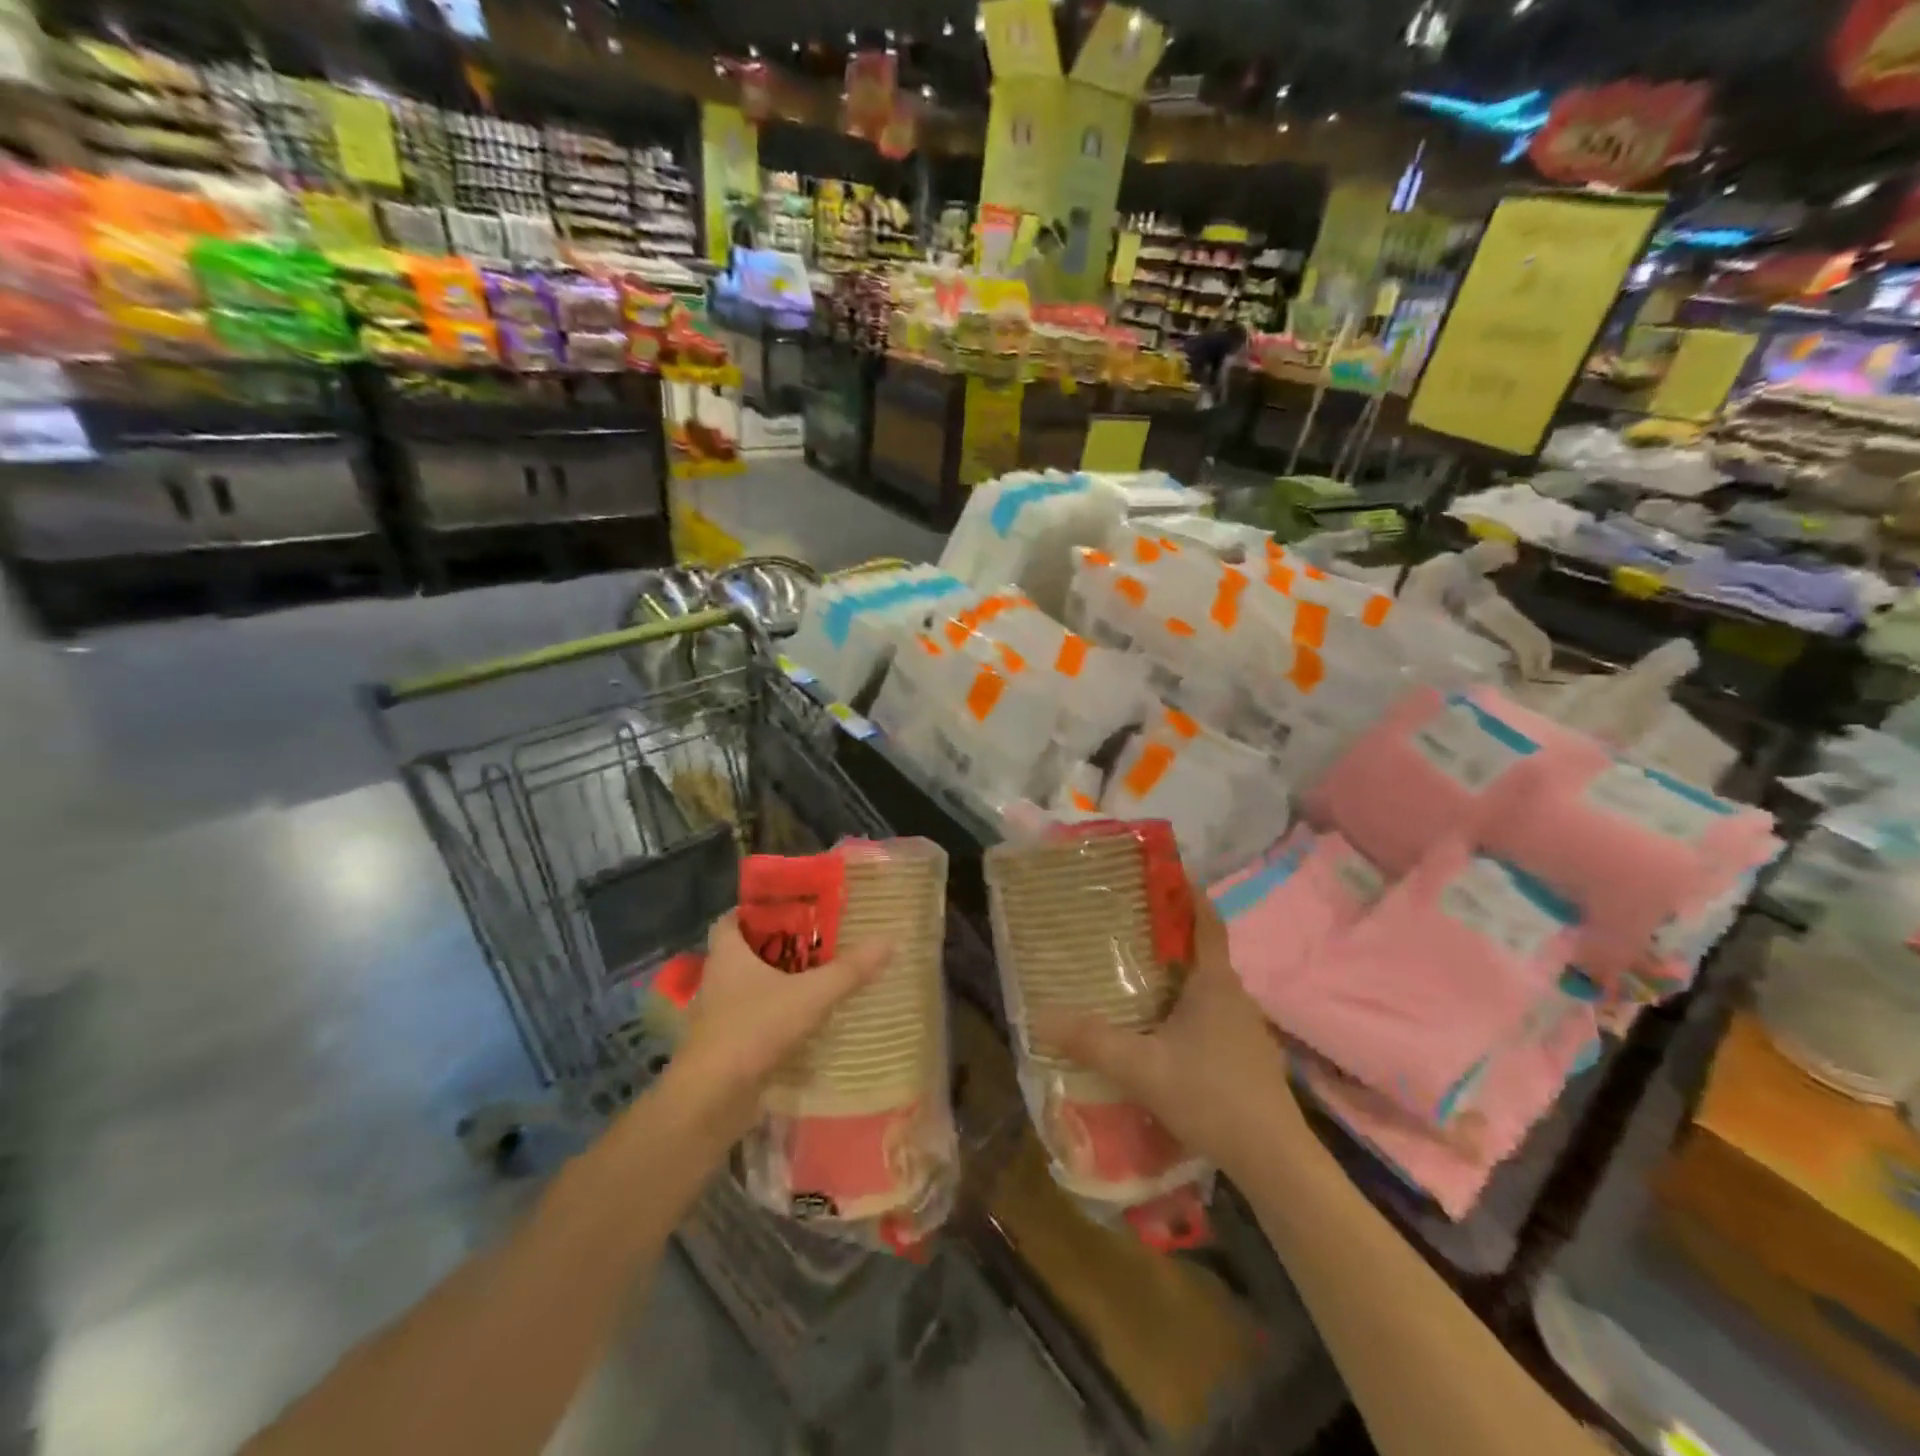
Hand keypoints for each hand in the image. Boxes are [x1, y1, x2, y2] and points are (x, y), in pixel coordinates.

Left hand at [665, 911, 892, 1140]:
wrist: (712, 1099)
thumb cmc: (753, 1030)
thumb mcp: (810, 995)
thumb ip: (849, 970)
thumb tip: (888, 940)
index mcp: (727, 955)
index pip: (732, 919)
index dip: (755, 911)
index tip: (789, 910)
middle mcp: (718, 979)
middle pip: (744, 952)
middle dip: (776, 946)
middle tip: (815, 941)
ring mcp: (718, 1015)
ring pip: (748, 987)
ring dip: (776, 982)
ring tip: (816, 977)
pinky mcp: (725, 1045)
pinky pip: (752, 1018)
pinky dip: (774, 1015)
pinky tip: (804, 1019)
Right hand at [1031, 886, 1304, 1180]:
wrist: (1274, 1160)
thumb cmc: (1211, 1096)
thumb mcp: (1141, 1068)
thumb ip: (1091, 1042)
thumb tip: (1039, 1018)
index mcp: (1214, 983)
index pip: (1206, 921)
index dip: (1189, 893)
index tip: (1164, 872)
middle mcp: (1234, 996)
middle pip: (1202, 951)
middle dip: (1169, 935)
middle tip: (1127, 926)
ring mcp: (1245, 1028)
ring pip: (1207, 987)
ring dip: (1177, 975)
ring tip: (1137, 974)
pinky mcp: (1247, 1057)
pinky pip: (1212, 1015)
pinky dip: (1187, 1008)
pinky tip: (1163, 1031)